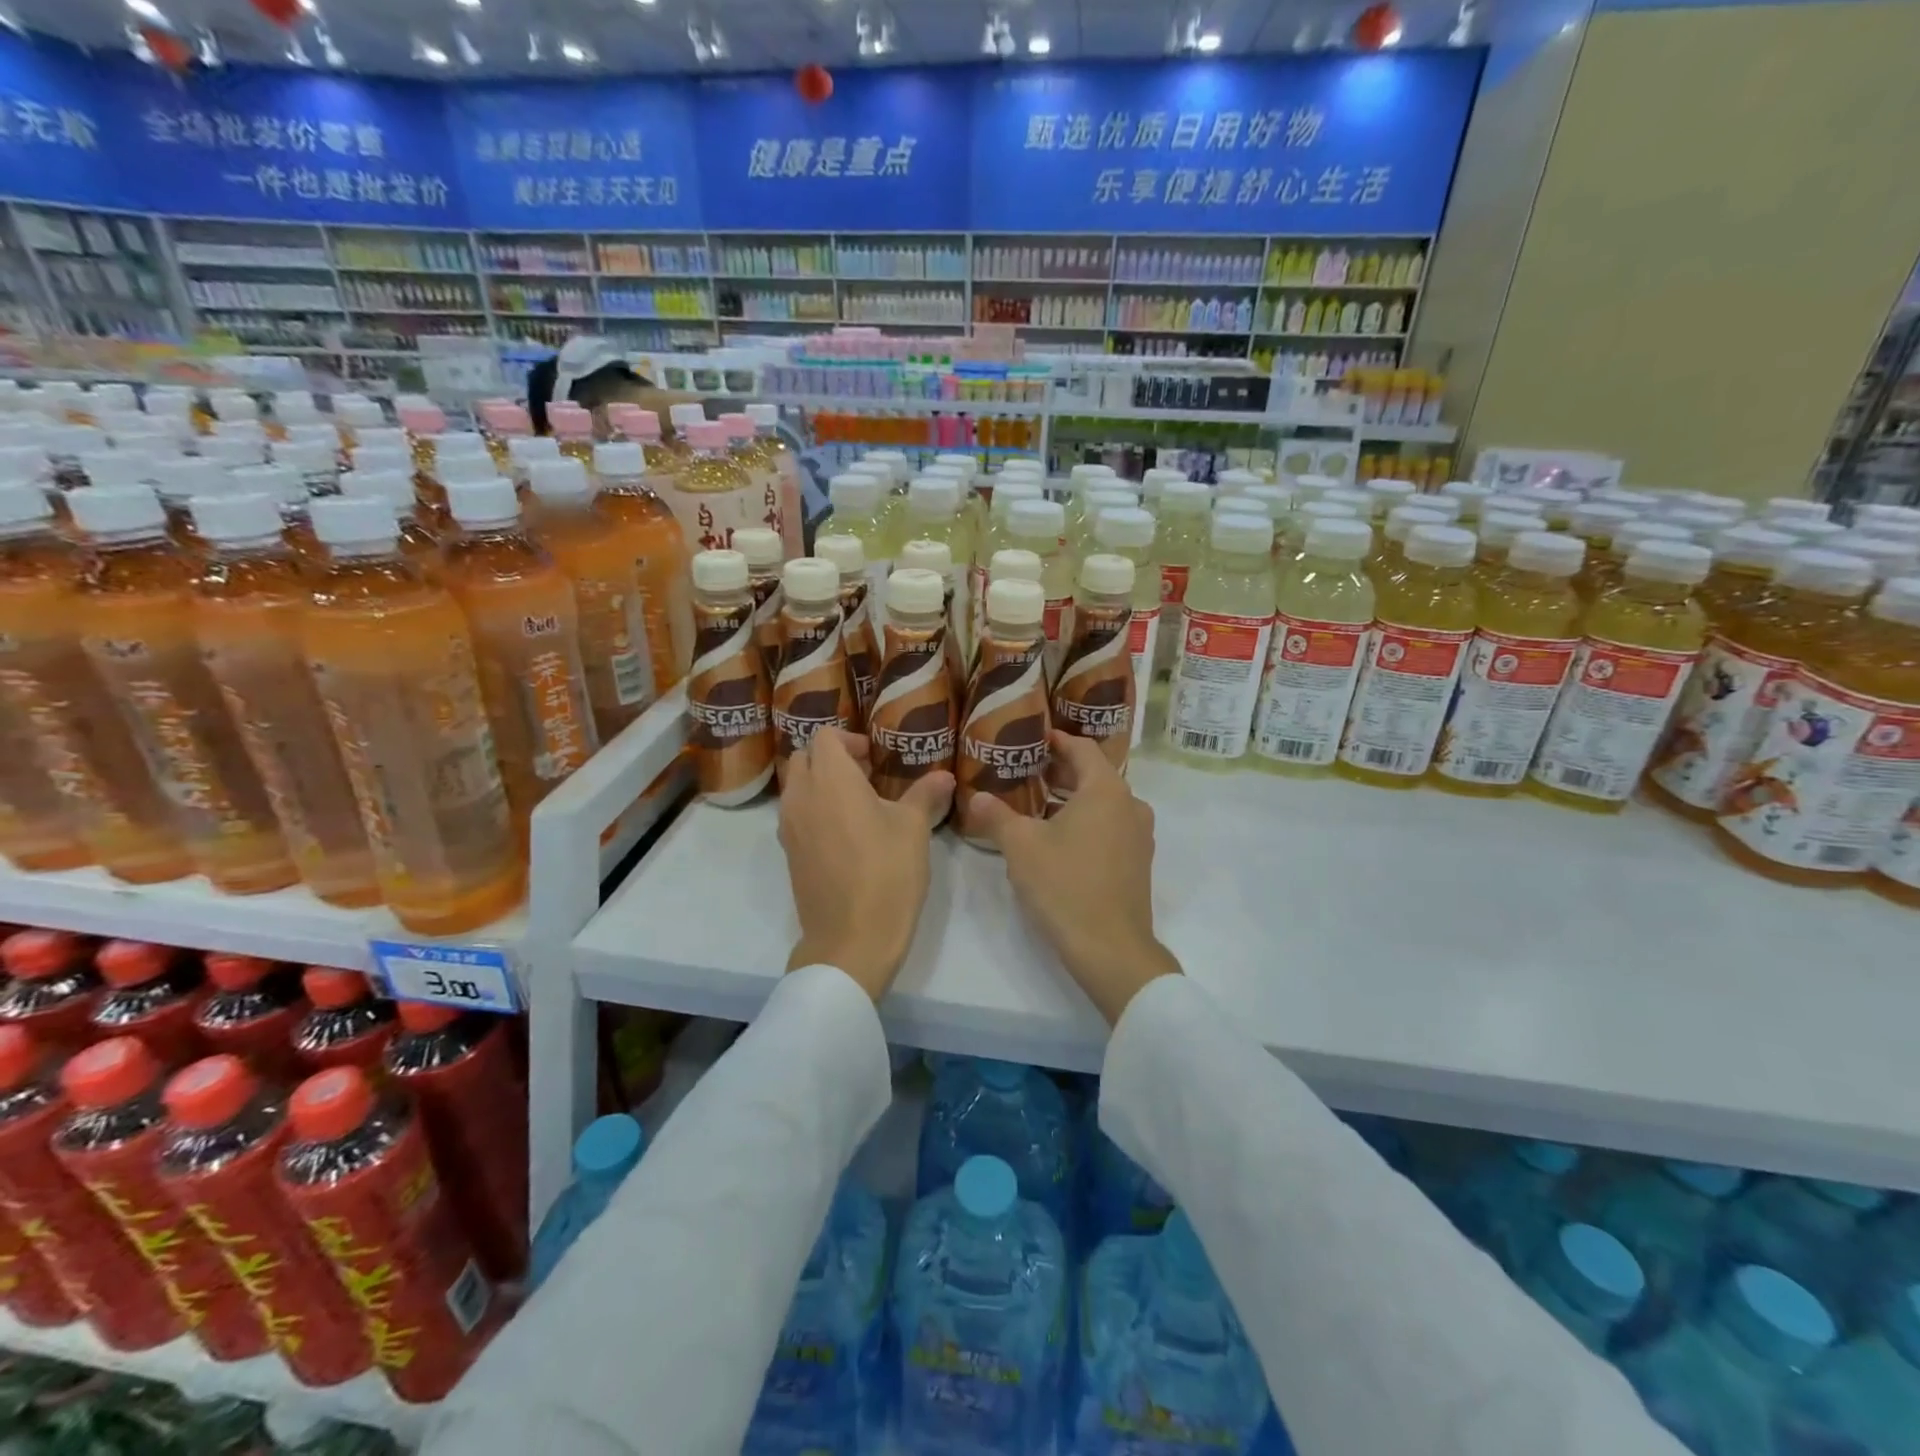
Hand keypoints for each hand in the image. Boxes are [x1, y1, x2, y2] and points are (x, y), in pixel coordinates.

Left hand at [777, 729, 953, 1001]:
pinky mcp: (789, 853)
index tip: (875, 758)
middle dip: (831, 758)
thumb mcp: (914, 829)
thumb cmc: (887, 874)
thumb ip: (925, 794)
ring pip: (796, 786)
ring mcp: (789, 827)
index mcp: (831, 780)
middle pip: (804, 757)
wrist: (851, 939)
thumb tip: (944, 775)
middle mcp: (801, 796)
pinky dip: (814, 810)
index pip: (825, 736)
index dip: (850, 739)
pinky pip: (795, 815)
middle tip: (866, 776)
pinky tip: (845, 833)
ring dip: (820, 784)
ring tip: (857, 805)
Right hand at [968, 733, 1180, 1025]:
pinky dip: (1087, 821)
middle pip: (1094, 775)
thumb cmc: (1065, 885)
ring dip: (1073, 799)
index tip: (1035, 737)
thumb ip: (996, 816)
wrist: (1110, 948)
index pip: (1082, 749)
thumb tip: (975, 797)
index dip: (1057, 740)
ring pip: (1104, 803)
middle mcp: (1130, 805)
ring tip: (1038, 803)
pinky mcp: (1138, 862)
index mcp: (1106, 790)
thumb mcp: (1021, 847)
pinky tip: (1060, 838)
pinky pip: (1111, 826)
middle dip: (1061, 771)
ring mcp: (1139, 835)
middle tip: (1028, 770)